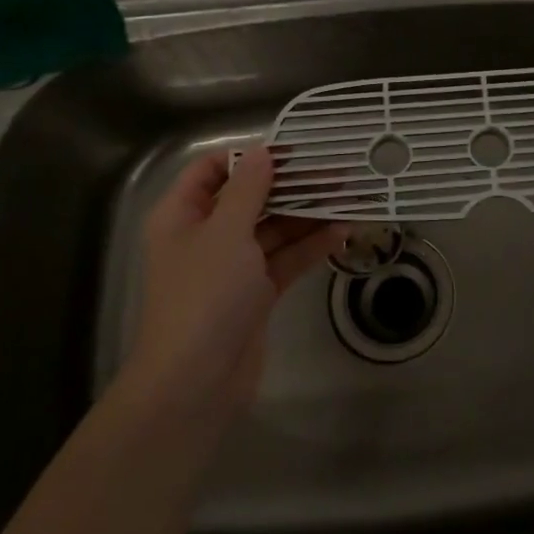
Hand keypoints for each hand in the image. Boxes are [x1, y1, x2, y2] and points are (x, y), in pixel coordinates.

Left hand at [117, 149, 348, 429]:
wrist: (195, 383)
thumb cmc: (204, 296)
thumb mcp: (226, 233)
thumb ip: (249, 189)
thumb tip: (263, 152)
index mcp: (184, 215)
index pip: (213, 170)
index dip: (251, 156)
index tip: (293, 150)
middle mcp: (207, 235)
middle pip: (251, 198)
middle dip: (292, 185)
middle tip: (337, 173)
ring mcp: (233, 266)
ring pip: (275, 228)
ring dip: (309, 215)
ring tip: (350, 198)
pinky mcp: (257, 293)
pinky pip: (287, 259)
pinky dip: (312, 246)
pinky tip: (343, 232)